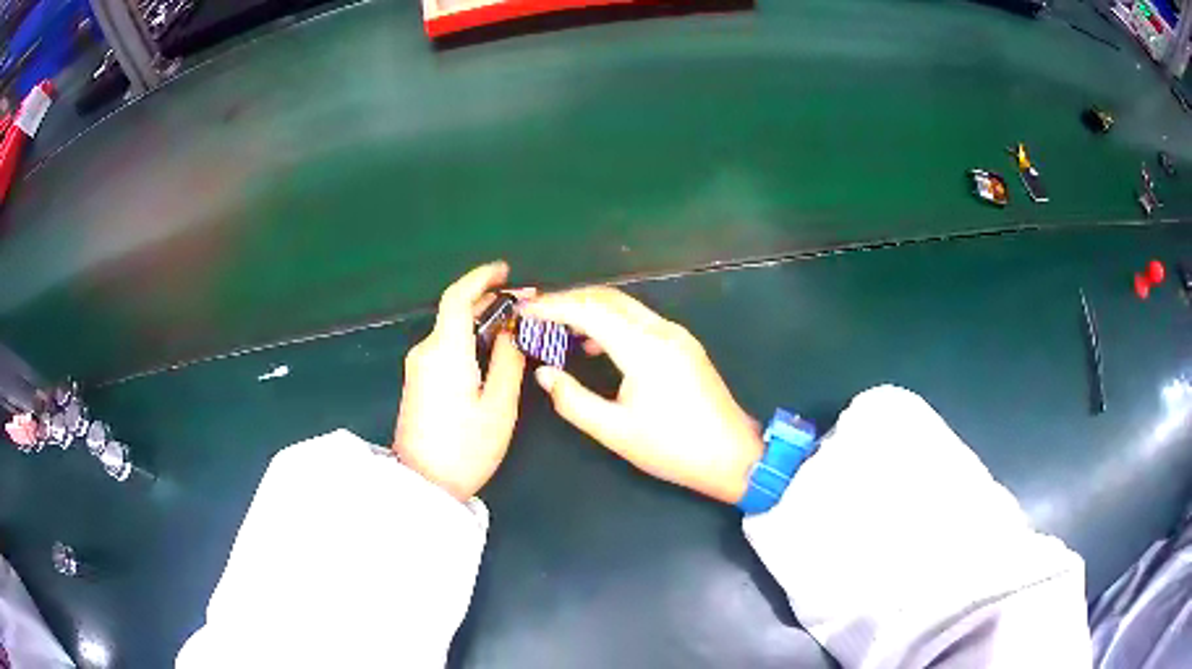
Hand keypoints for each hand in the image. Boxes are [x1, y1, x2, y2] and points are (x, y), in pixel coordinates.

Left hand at [393, 262, 527, 500]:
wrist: (423, 485)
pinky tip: (491, 348)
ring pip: (451, 329)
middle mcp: (426, 351)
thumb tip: (510, 332)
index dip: (480, 278)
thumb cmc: (465, 448)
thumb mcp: (498, 406)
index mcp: (445, 352)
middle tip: (527, 303)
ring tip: (516, 325)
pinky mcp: (419, 381)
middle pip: (455, 311)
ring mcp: (418, 367)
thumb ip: (507, 361)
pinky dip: (469, 338)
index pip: (457, 298)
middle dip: (490, 301)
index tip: (505, 270)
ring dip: (481, 321)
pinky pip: (446, 347)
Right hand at [523, 287, 762, 503]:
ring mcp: (677, 335)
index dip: (552, 306)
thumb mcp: (615, 431)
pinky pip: (640, 321)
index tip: (523, 310)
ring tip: (557, 325)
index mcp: (643, 348)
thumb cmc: (672, 448)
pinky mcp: (684, 345)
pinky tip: (595, 345)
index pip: (588, 311)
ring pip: (626, 306)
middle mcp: (661, 330)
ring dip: (590, 308)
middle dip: (569, 299)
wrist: (732, 456)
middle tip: (536, 311)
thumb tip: (544, 373)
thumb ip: (573, 399)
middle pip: (607, 298)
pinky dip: (612, 322)